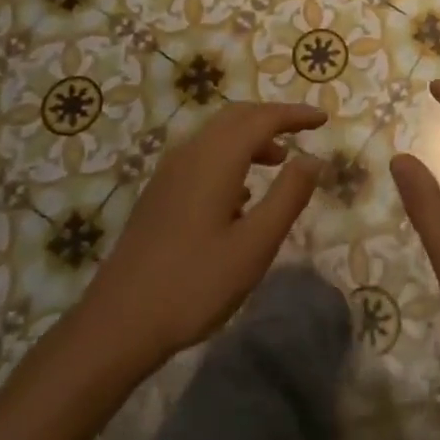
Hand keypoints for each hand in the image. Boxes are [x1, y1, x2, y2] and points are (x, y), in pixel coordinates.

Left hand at [82, 102, 326, 366]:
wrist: (117, 325)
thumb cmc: (194, 284)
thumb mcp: (254, 244)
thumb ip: (288, 196)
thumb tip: (313, 159)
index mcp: (216, 158)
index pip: (263, 118)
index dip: (295, 115)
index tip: (323, 118)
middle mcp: (191, 154)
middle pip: (237, 117)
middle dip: (272, 118)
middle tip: (303, 131)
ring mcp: (169, 173)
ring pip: (217, 135)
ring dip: (251, 138)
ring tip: (279, 161)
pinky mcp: (159, 194)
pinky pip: (202, 156)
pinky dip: (231, 156)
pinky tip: (241, 194)